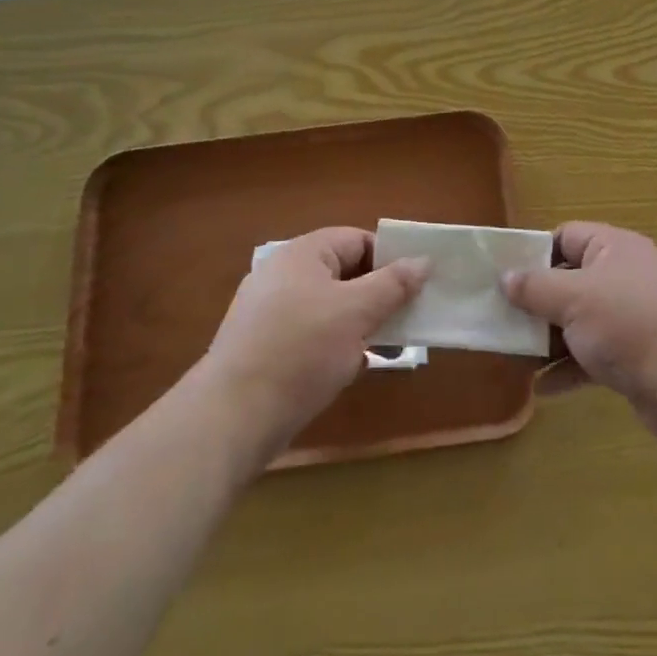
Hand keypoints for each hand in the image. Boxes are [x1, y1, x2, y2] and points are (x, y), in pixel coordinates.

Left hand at [202, 228, 428, 457]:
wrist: (233, 416)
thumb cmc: (301, 350)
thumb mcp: (357, 312)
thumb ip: (393, 284)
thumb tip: (423, 260)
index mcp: (303, 253)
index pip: (357, 240)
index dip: (390, 259)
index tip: (416, 287)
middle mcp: (284, 274)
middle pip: (344, 272)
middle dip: (378, 295)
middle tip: (407, 320)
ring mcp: (271, 311)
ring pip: (330, 306)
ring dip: (360, 323)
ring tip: (385, 348)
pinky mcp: (265, 345)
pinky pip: (311, 332)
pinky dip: (335, 344)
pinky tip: (351, 368)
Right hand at [500, 222, 656, 449]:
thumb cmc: (629, 325)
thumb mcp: (573, 298)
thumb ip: (534, 287)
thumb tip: (505, 277)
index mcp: (614, 247)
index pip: (566, 236)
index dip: (534, 252)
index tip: (503, 276)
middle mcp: (624, 276)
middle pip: (570, 279)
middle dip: (536, 301)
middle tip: (501, 318)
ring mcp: (632, 316)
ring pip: (579, 320)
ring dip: (549, 337)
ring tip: (515, 356)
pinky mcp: (636, 355)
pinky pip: (593, 354)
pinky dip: (570, 367)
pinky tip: (543, 388)